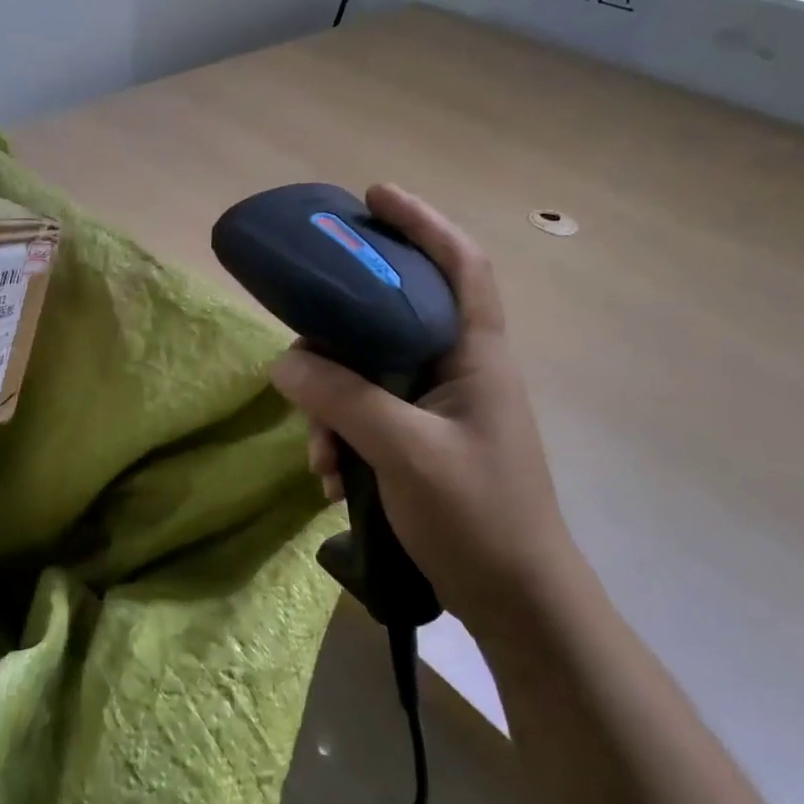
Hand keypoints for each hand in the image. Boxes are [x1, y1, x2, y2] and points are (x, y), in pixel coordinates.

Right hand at [269, 184, 575, 640]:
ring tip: (318, 454)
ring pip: (372, 373)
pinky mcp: (423, 442)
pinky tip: (331, 477)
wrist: (519, 607)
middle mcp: (460, 370)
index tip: (374, 197)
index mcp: (476, 356)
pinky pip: (369, 415)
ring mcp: (441, 408)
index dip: (423, 222)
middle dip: (344, 326)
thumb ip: (344, 400)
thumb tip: (284, 362)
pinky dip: (343, 436)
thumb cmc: (479, 518)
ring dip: (334, 405)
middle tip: (305, 321)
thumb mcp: (405, 452)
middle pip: (397, 314)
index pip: (461, 265)